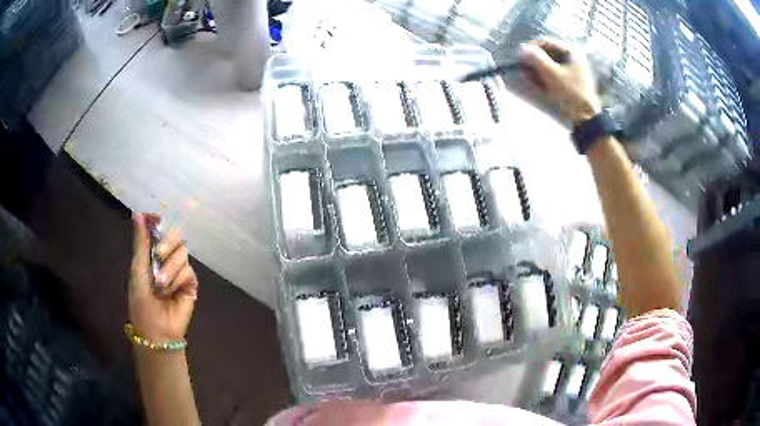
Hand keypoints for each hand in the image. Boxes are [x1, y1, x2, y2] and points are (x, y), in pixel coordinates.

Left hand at [129, 213, 197, 341]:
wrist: (155, 329)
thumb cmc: (141, 301)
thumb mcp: (138, 270)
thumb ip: (141, 243)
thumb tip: (138, 214)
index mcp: (151, 253)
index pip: (158, 228)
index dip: (158, 221)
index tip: (155, 218)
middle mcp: (166, 258)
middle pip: (175, 234)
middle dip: (167, 241)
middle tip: (159, 253)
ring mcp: (179, 270)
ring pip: (182, 252)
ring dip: (169, 268)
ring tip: (160, 285)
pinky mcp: (190, 283)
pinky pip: (188, 270)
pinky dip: (177, 279)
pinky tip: (171, 292)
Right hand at [520, 38, 601, 123]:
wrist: (586, 119)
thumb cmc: (571, 94)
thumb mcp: (552, 75)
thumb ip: (536, 59)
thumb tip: (522, 48)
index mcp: (571, 52)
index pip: (545, 42)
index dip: (531, 48)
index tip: (520, 58)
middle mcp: (572, 58)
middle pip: (547, 53)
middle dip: (534, 61)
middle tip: (525, 70)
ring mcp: (572, 70)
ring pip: (549, 64)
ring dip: (537, 70)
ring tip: (530, 78)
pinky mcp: (570, 82)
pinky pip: (553, 74)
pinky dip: (544, 77)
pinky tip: (538, 85)